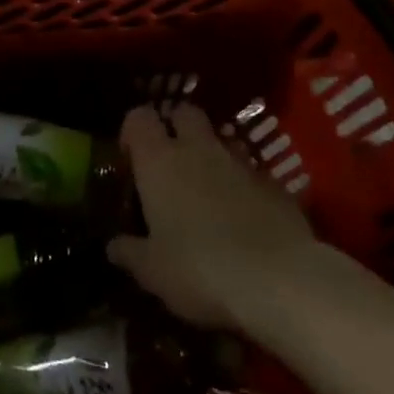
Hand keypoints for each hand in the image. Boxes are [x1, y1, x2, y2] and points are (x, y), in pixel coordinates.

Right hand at [107, 102, 315, 330]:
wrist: (281, 280)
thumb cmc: (200, 268)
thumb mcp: (152, 271)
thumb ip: (130, 253)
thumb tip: (113, 247)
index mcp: (159, 160)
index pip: (139, 117)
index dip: (132, 131)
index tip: (130, 159)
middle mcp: (198, 149)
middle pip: (184, 113)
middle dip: (175, 128)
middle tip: (169, 163)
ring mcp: (241, 163)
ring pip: (220, 140)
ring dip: (211, 156)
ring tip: (207, 193)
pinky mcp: (275, 184)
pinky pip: (252, 172)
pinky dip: (243, 186)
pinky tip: (244, 219)